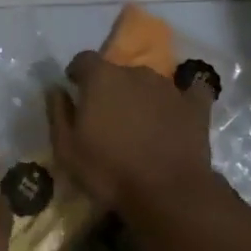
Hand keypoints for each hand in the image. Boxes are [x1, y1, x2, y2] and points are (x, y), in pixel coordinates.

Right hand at [47, 51, 217, 212]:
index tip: (75, 88)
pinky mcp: (196, 105)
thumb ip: (58, 113)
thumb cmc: (108, 171)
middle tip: (107, 116)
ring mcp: (169, 87)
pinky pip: (188, 93)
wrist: (167, 192)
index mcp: (102, 78)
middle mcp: (136, 73)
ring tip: (139, 124)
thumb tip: (55, 89)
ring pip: (149, 83)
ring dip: (140, 96)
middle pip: (118, 71)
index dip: (78, 72)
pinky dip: (181, 100)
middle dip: (110, 88)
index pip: (84, 59)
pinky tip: (178, 114)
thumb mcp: (66, 149)